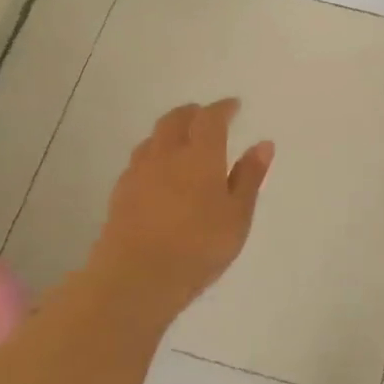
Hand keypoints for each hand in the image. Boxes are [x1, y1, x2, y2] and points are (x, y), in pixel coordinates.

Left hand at [81, 99, 274, 325]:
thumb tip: (263, 144)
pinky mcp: (120, 192)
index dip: (223, 108)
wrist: (136, 277)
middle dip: (193, 113)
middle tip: (206, 117)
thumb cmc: (199, 246)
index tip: (233, 106)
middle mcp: (167, 154)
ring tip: (182, 141)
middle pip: (176, 119)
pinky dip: (153, 154)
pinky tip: (158, 171)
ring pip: (154, 137)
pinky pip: (139, 160)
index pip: (210, 118)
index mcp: (201, 155)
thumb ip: (250, 177)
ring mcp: (139, 172)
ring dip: (170, 131)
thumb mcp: (237, 215)